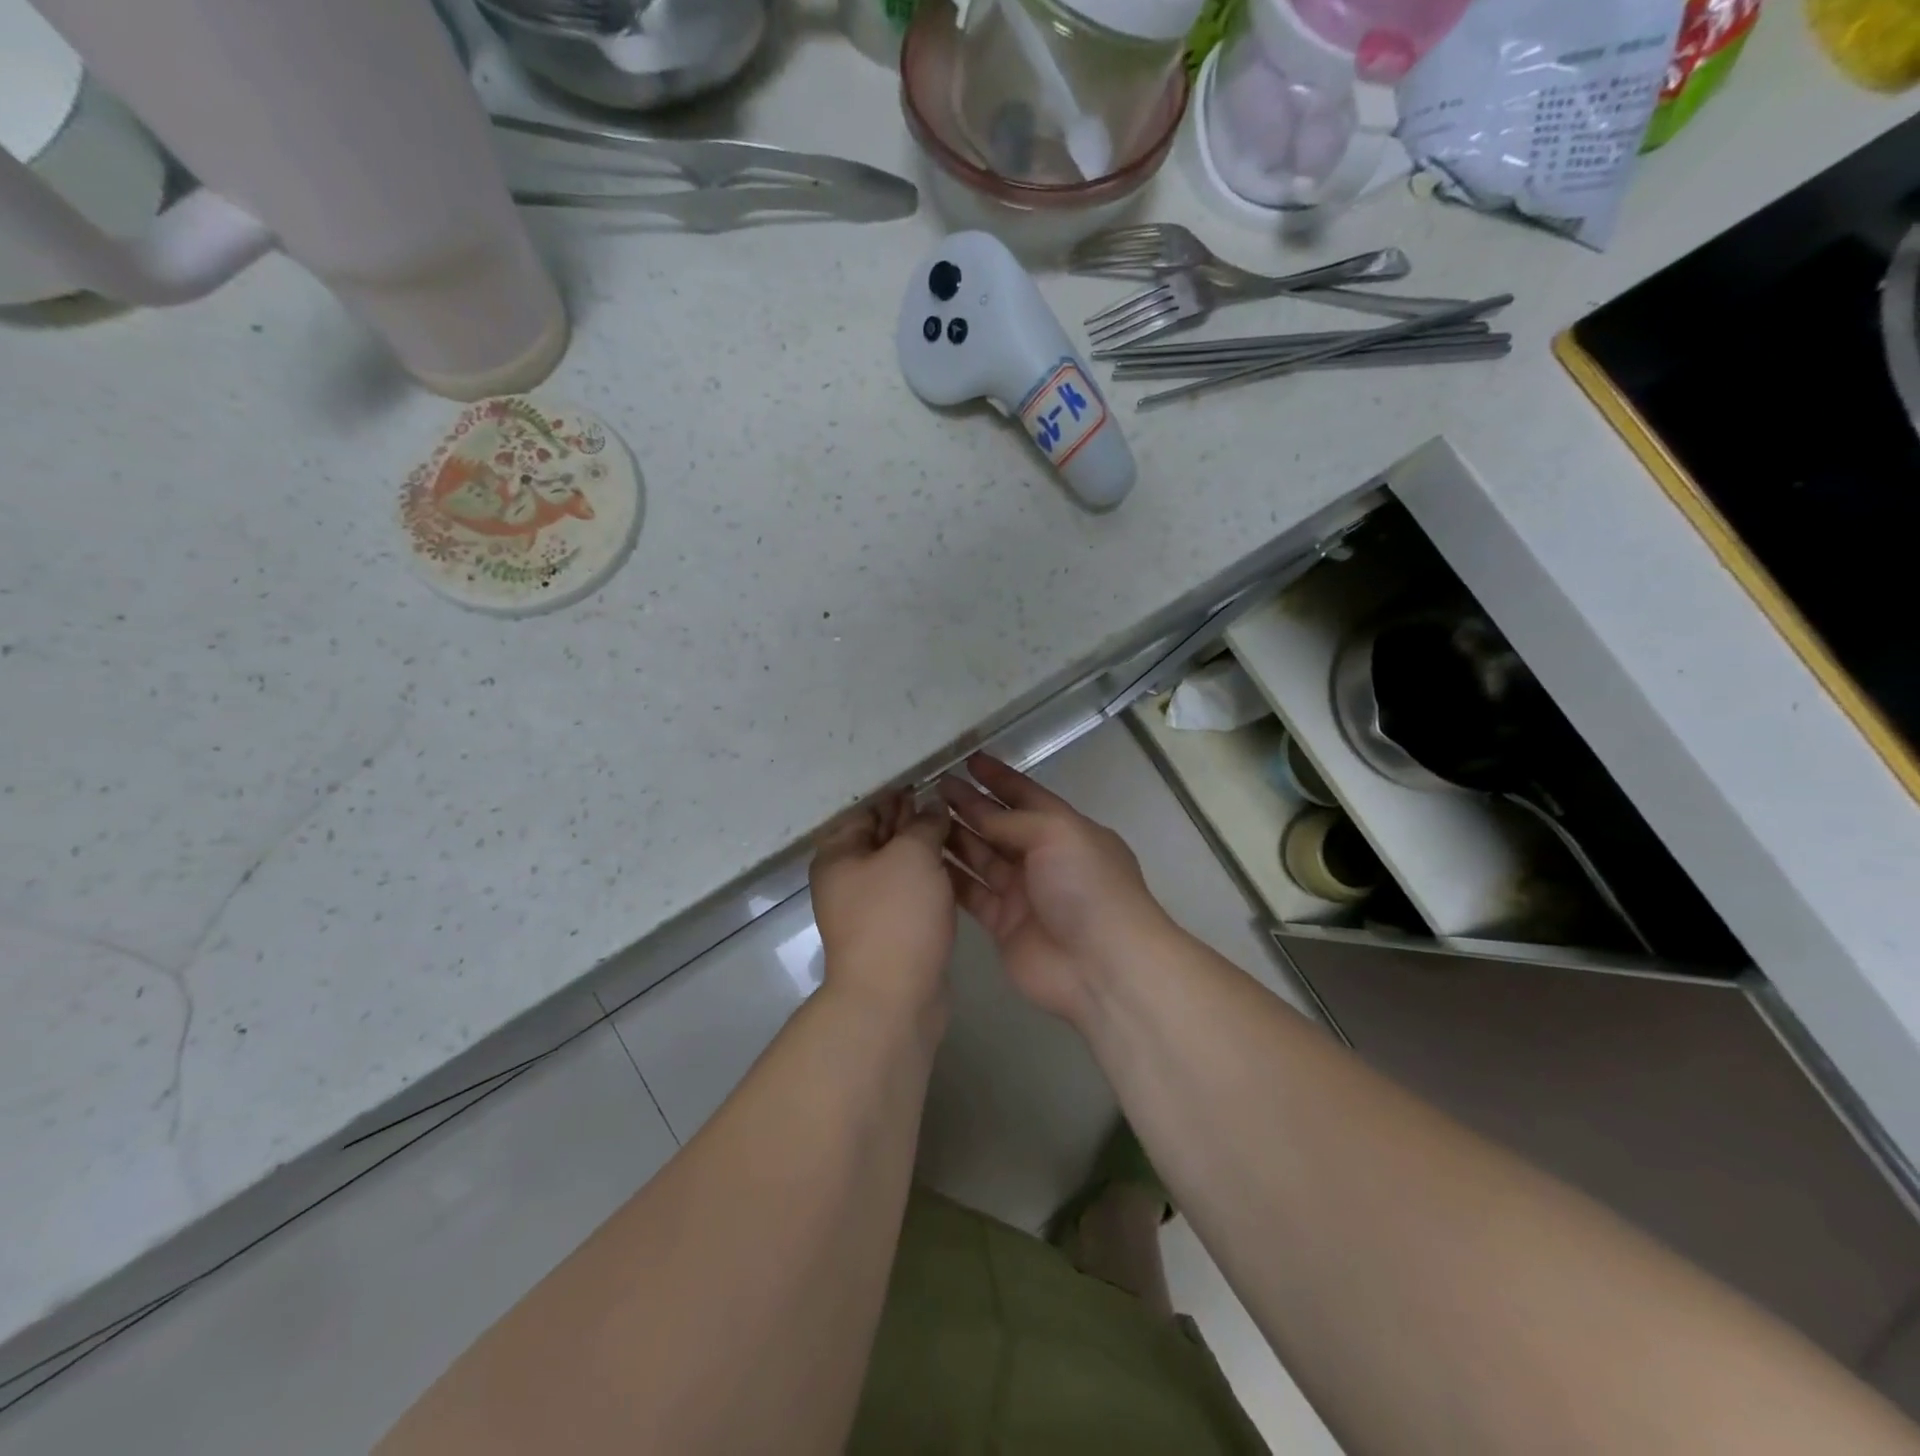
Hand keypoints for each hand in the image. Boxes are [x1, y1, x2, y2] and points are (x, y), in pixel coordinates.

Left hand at [810, 791, 955, 1025]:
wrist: (893, 998)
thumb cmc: (895, 916)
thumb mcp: (911, 856)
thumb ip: (923, 824)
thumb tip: (932, 807)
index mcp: (839, 855)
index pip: (865, 810)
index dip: (894, 794)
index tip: (926, 779)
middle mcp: (847, 879)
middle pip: (880, 837)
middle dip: (910, 818)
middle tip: (946, 798)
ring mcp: (869, 908)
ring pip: (898, 866)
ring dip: (923, 847)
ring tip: (956, 826)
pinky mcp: (892, 931)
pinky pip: (910, 892)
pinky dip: (928, 876)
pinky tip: (954, 865)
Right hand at [940, 754, 1172, 1025]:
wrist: (1101, 965)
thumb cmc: (1086, 887)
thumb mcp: (1056, 834)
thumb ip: (1013, 820)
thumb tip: (978, 811)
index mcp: (1065, 830)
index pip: (1026, 795)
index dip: (999, 778)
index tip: (968, 760)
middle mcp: (1044, 858)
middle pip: (999, 826)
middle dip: (970, 806)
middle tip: (933, 787)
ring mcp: (1023, 893)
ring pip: (982, 858)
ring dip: (956, 838)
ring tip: (921, 819)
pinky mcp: (1004, 924)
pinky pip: (972, 894)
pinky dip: (952, 878)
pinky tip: (924, 861)